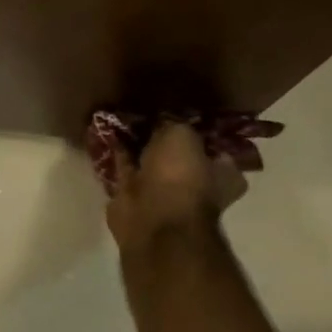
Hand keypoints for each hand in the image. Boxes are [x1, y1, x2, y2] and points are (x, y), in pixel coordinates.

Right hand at [105, 121, 252, 257]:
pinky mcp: (137, 197)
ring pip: (151, 161)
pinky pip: (127, 168)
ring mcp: (166, 193)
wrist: (152, 218)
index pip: (216, 149)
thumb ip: (174, 122)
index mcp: (223, 175)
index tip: (181, 113)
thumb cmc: (180, 176)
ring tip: (123, 117)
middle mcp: (197, 185)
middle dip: (163, 137)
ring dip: (138, 144)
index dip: (200, 131)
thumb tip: (163, 119)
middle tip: (147, 112)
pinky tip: (108, 132)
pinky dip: (119, 153)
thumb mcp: (182, 135)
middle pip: (180, 154)